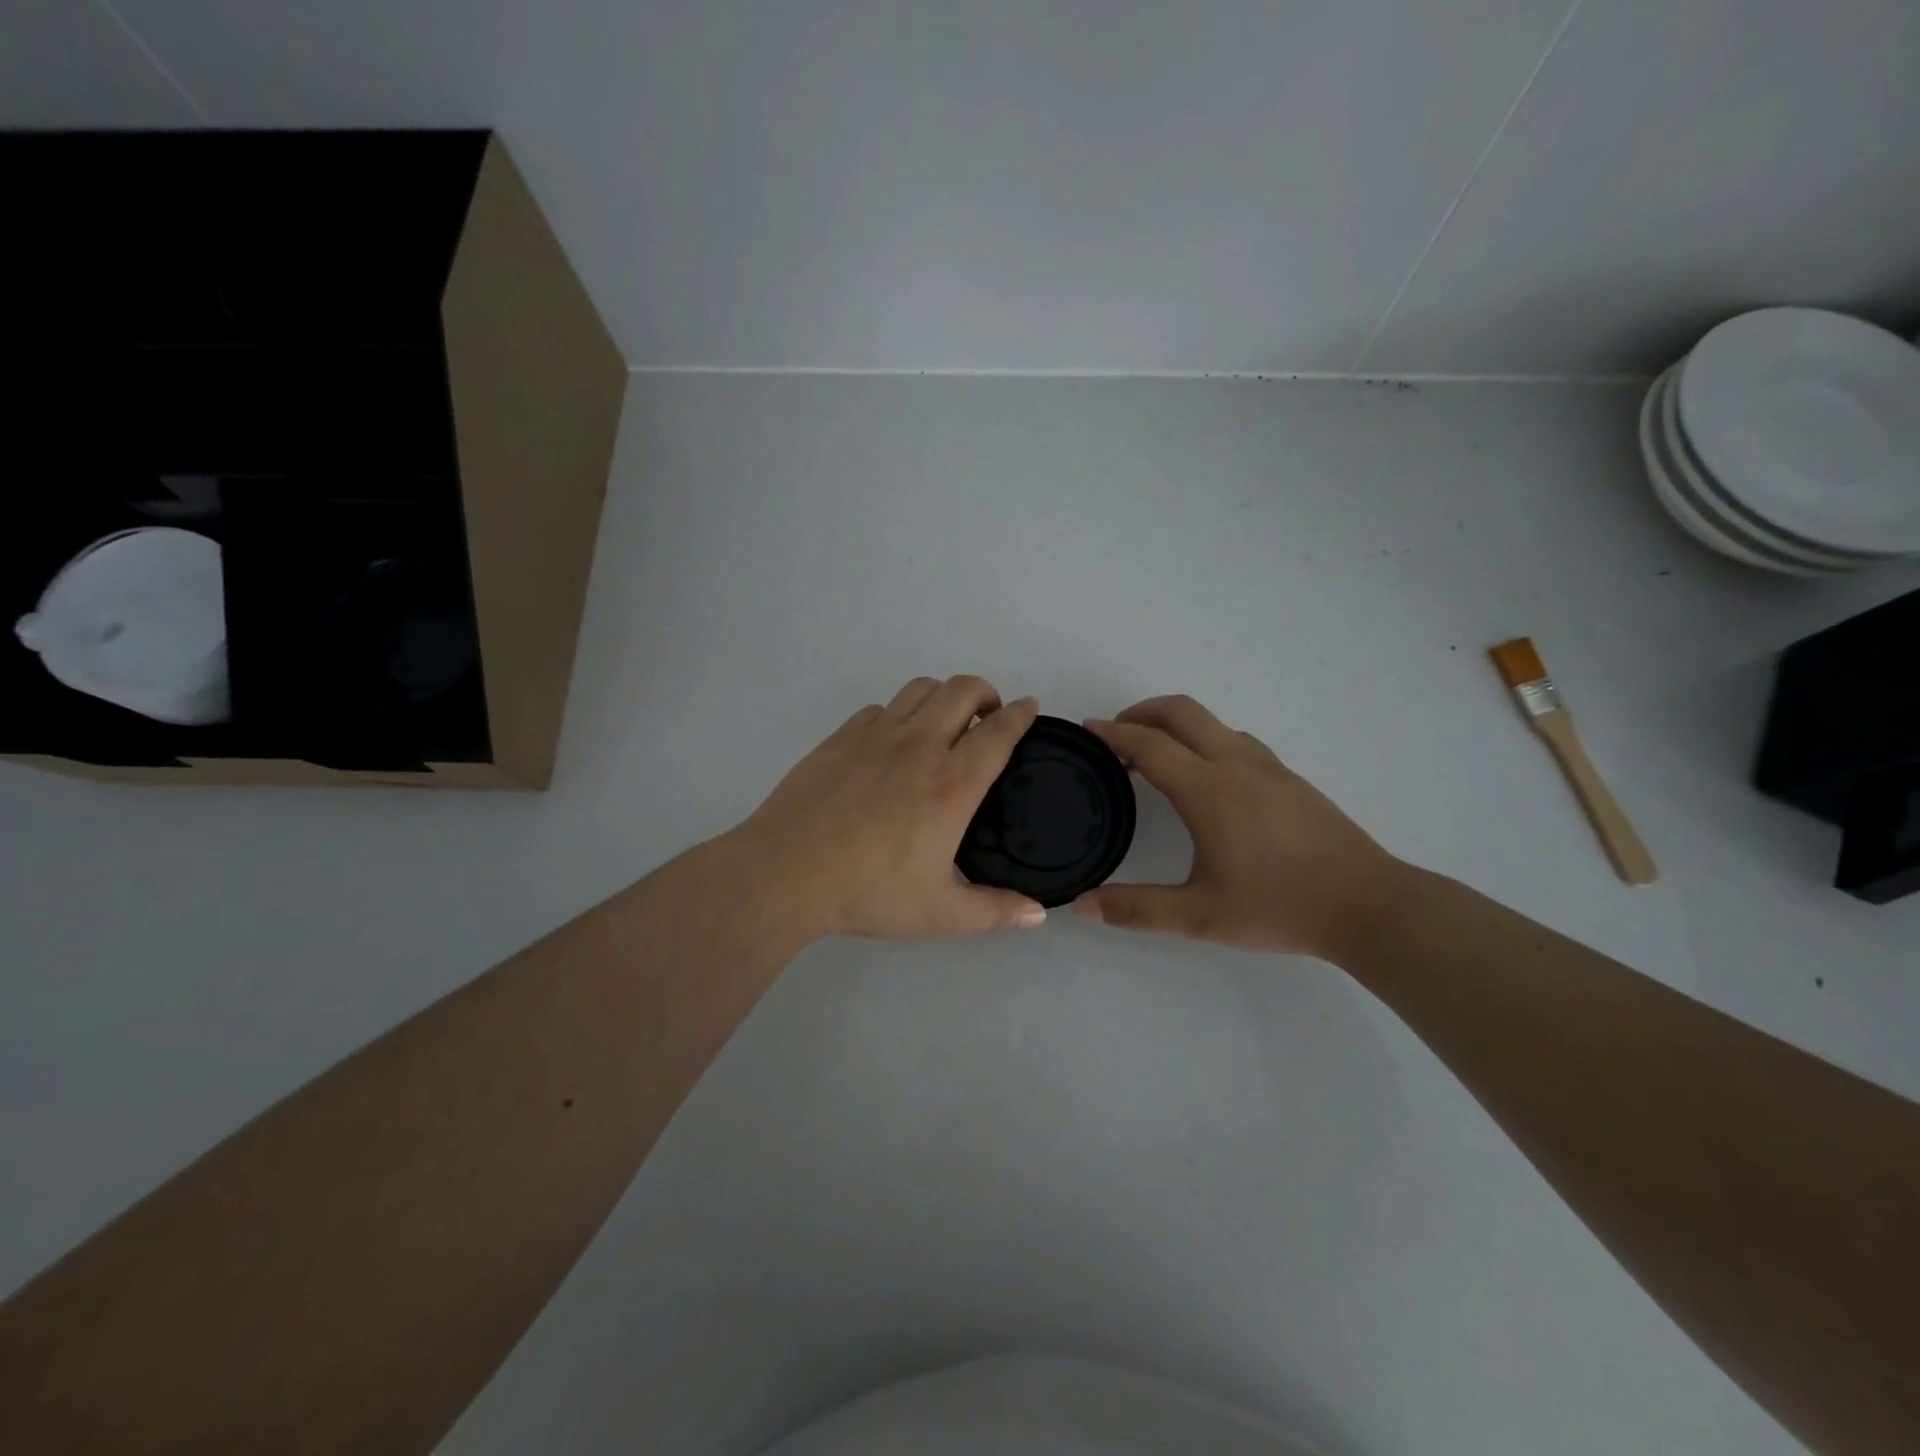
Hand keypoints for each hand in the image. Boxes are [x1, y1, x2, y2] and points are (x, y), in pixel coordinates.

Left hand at [732, 676, 1048, 940]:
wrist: (786, 872)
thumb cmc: (868, 892)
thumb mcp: (940, 914)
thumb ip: (994, 911)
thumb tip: (1039, 913)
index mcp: (952, 784)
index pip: (998, 732)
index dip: (1020, 714)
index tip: (1028, 708)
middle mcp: (919, 746)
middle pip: (963, 690)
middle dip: (985, 692)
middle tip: (988, 715)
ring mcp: (876, 736)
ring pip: (920, 689)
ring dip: (943, 695)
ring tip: (945, 720)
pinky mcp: (841, 737)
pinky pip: (881, 708)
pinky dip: (900, 713)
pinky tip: (893, 740)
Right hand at [1076, 696, 1406, 959]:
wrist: (1367, 905)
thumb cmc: (1279, 907)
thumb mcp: (1200, 916)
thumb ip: (1136, 908)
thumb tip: (1081, 906)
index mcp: (1208, 790)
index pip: (1149, 744)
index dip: (1113, 733)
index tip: (1087, 730)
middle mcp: (1235, 764)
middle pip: (1181, 711)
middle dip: (1141, 711)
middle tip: (1115, 734)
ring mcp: (1267, 766)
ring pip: (1211, 721)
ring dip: (1174, 725)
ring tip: (1153, 756)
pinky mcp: (1289, 777)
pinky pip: (1234, 739)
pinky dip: (1203, 739)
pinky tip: (1205, 778)